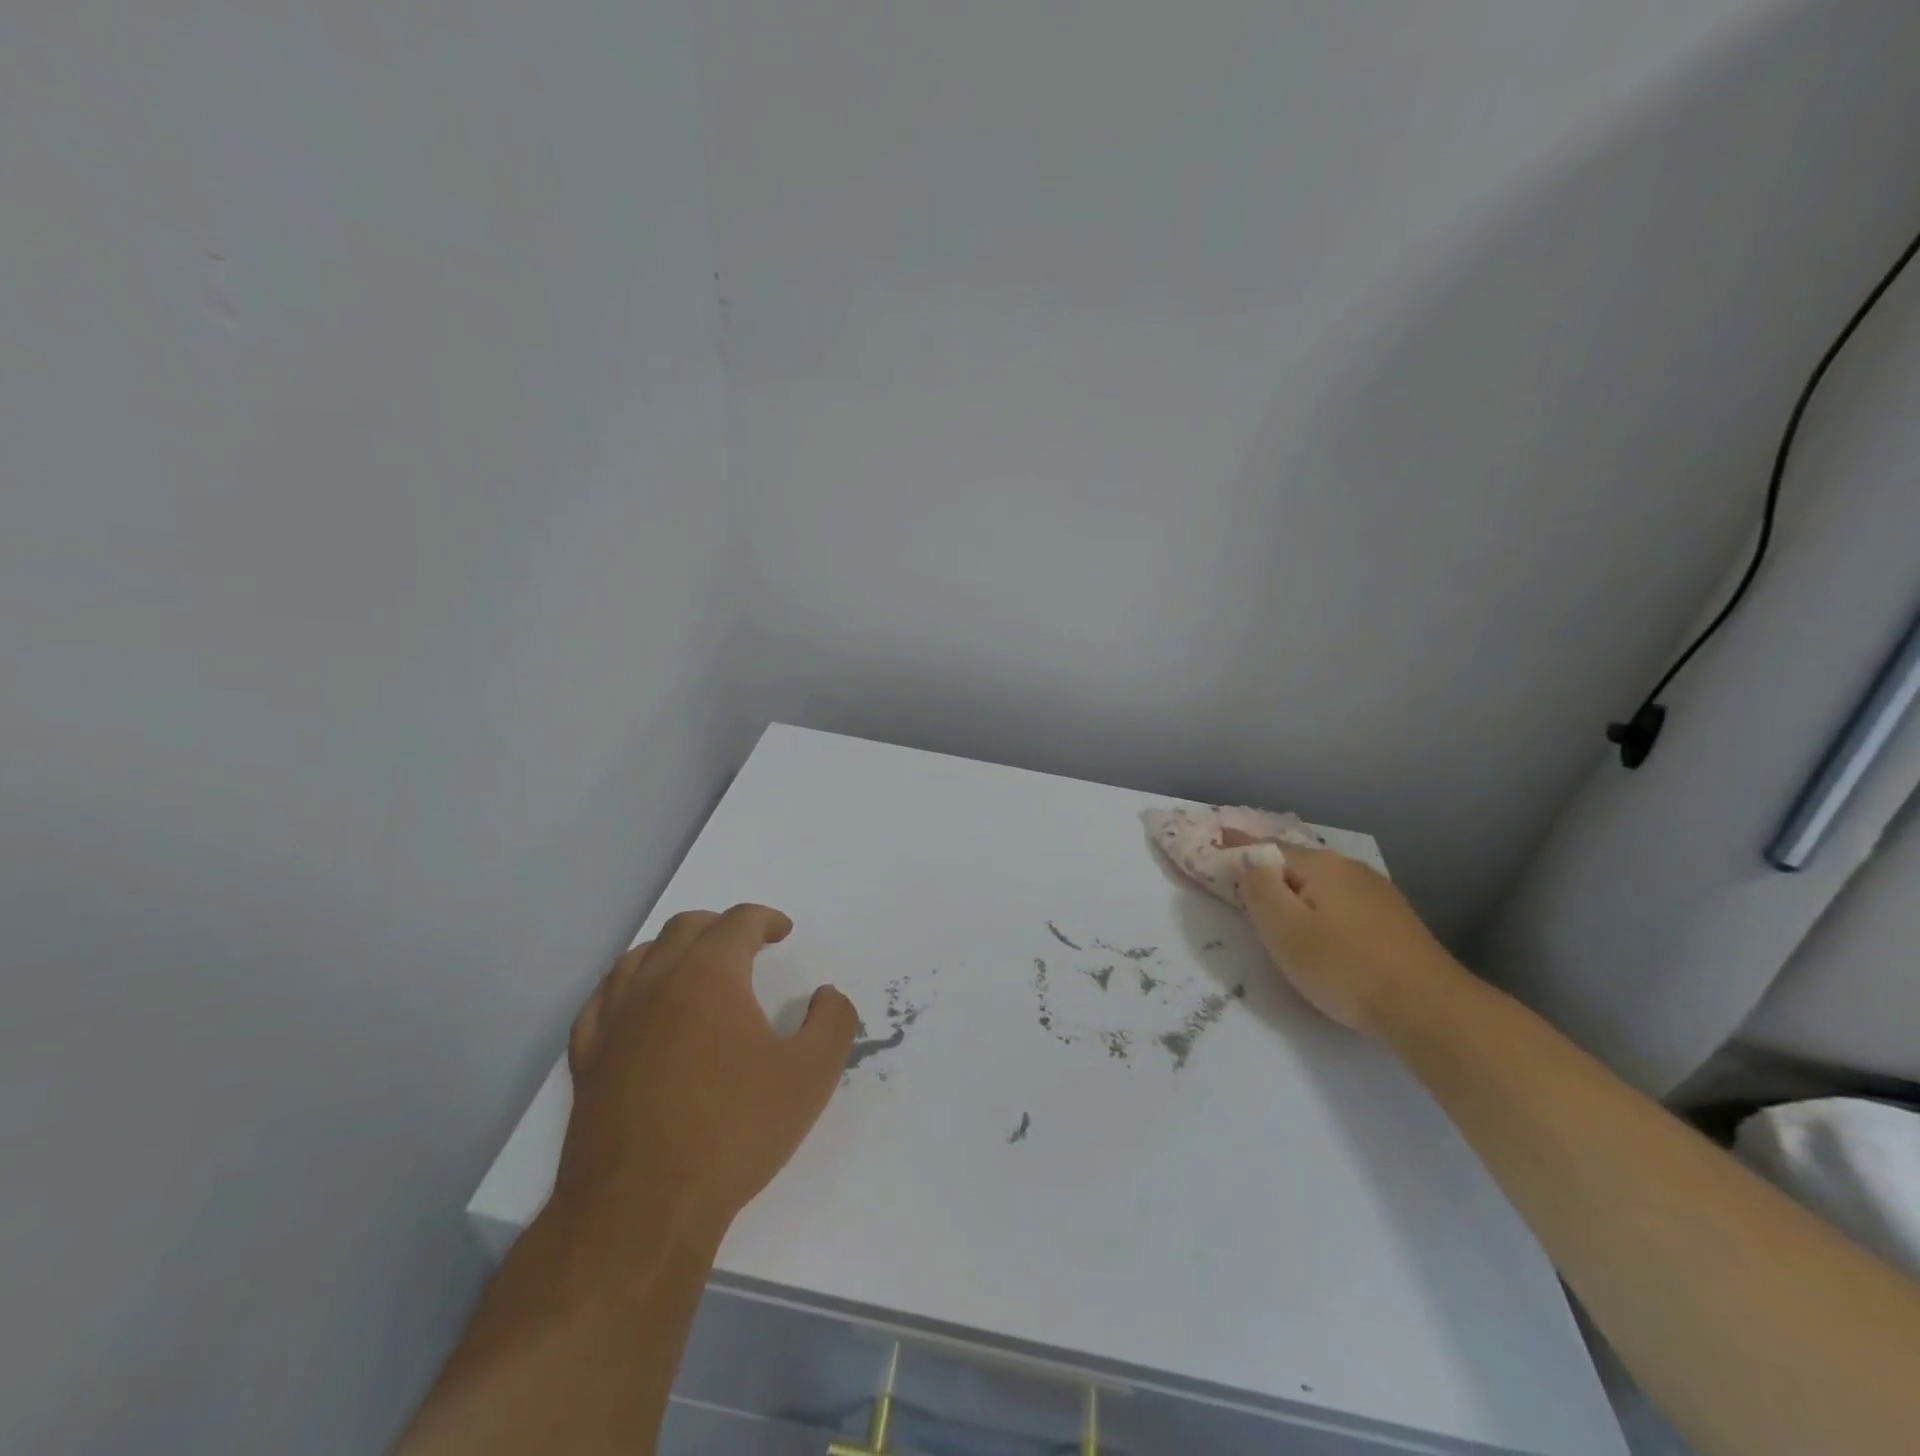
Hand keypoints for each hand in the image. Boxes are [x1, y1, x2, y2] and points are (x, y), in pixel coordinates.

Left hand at [554, 904, 857, 1251]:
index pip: (738, 922)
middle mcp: (656, 982)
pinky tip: (639, 1006)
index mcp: (710, 975)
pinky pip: (603, 999)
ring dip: (674, 949)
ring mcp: (614, 1020)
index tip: (783, 932)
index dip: (766, 919)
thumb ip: (833, 1022)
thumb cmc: (733, 1133)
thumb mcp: (811, 1076)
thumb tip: (825, 995)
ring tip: (696, 967)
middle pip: (686, 927)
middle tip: (747, 945)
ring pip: (640, 956)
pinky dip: (628, 986)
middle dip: (721, 926)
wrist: (641, 1211)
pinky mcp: (587, 1059)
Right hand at [1224, 836, 1462, 1038]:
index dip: (1237, 846)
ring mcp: (1377, 893)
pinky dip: (1318, 904)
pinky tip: (1318, 923)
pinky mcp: (1393, 920)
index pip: (1266, 847)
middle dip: (1266, 867)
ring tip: (1273, 903)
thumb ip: (1258, 888)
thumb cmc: (1344, 967)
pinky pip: (1341, 900)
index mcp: (1321, 865)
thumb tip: (1248, 862)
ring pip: (1321, 882)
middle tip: (1238, 877)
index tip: (1214, 839)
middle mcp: (1350, 868)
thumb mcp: (1284, 929)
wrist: (1430, 1010)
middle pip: (1295, 862)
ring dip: (1294, 887)